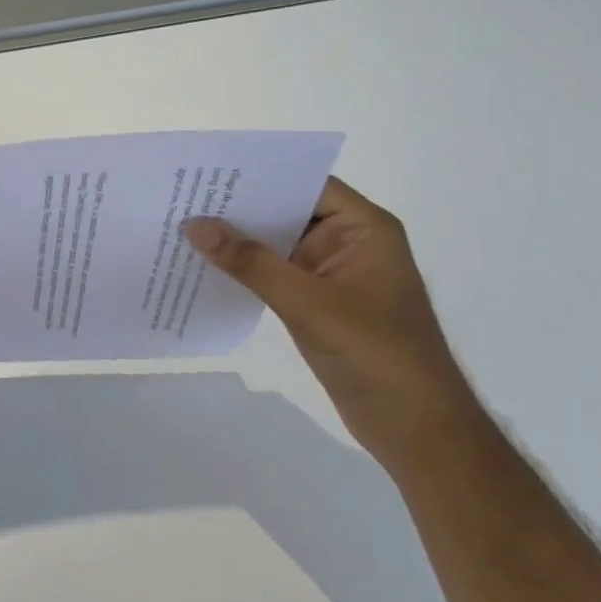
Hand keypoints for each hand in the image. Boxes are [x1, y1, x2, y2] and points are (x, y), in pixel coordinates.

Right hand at [184, 179, 475, 463]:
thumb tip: (194, 225)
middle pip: (287, 210)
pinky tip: (205, 266)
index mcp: (363, 229)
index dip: (260, 174)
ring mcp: (332, 274)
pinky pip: (274, 274)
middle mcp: (348, 242)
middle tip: (183, 196)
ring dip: (237, 239)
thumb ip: (251, 263)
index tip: (209, 171)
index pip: (306, 183)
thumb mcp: (309, 303)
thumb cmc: (376, 355)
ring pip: (276, 244)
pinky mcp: (318, 303)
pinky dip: (244, 270)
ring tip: (183, 225)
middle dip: (239, 207)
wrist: (417, 430)